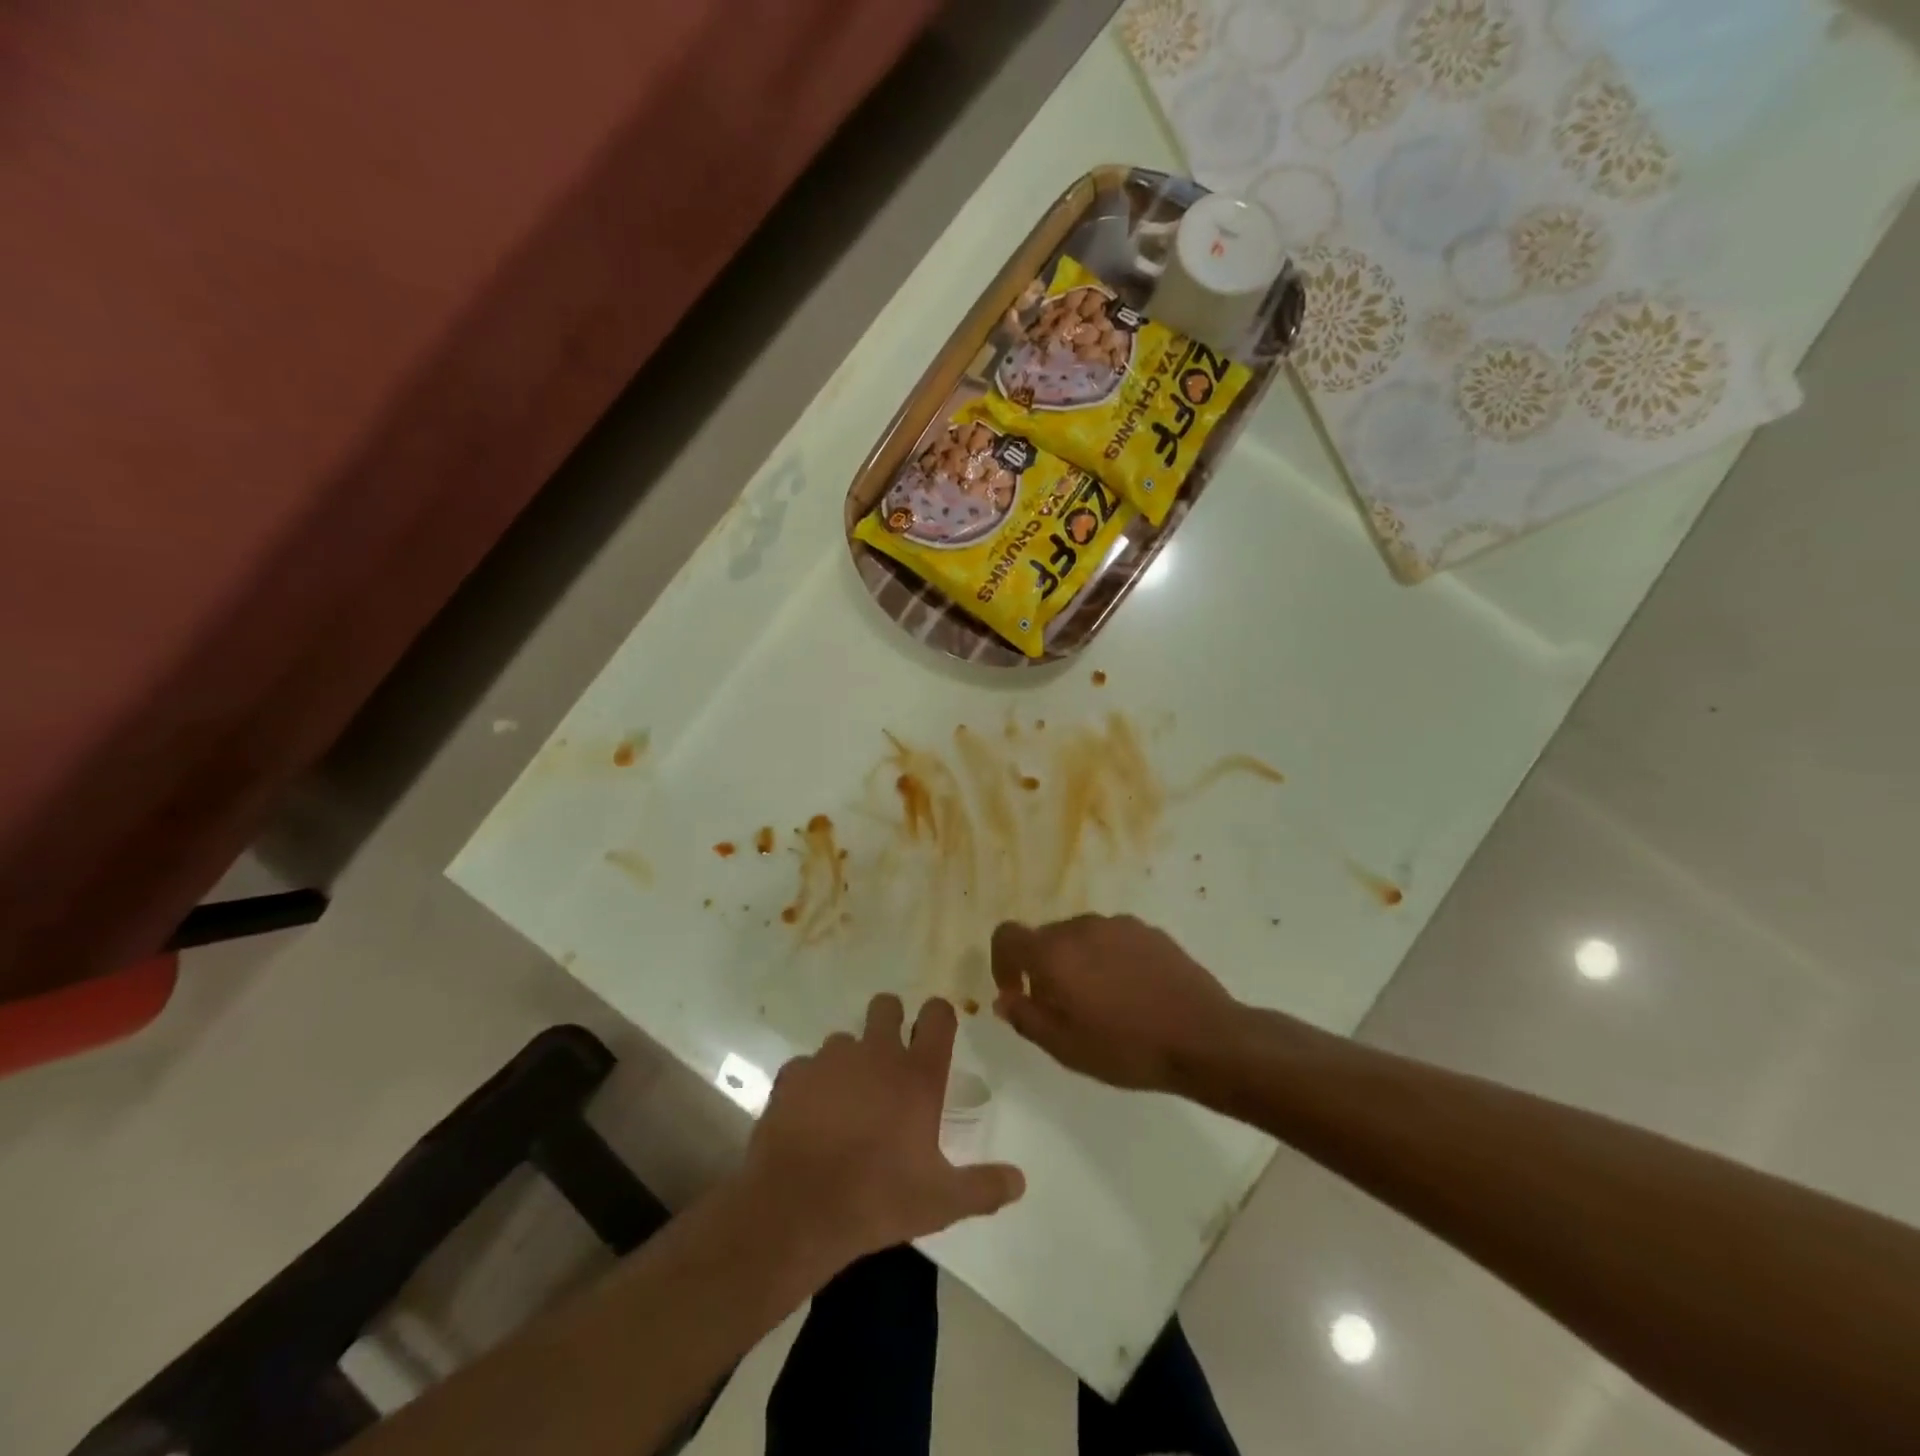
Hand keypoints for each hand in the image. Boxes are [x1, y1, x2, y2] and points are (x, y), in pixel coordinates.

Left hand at [743, 995, 1024, 1276]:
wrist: (796, 1208)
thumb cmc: (878, 1197)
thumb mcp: (940, 1202)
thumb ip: (983, 1188)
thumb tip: (1020, 1181)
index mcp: (917, 1074)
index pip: (938, 1015)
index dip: (939, 1016)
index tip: (937, 1032)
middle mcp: (876, 1053)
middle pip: (886, 1005)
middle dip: (891, 1021)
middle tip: (890, 1061)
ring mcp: (830, 1059)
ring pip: (845, 1039)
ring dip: (850, 1060)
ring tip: (848, 1101)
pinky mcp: (792, 1075)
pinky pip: (807, 1067)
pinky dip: (812, 1084)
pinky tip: (811, 1116)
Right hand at [991, 915, 1240, 1092]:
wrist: (1203, 1037)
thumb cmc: (1126, 1048)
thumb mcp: (1065, 1048)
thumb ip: (1026, 1018)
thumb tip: (1004, 999)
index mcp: (1054, 953)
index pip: (1007, 935)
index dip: (1002, 962)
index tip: (1015, 992)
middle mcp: (1081, 927)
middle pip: (1045, 938)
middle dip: (1043, 968)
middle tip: (1061, 1008)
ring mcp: (1118, 925)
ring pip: (1081, 938)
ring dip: (1077, 963)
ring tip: (1101, 1002)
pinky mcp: (1148, 930)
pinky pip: (1112, 939)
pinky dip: (1108, 959)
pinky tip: (1131, 992)